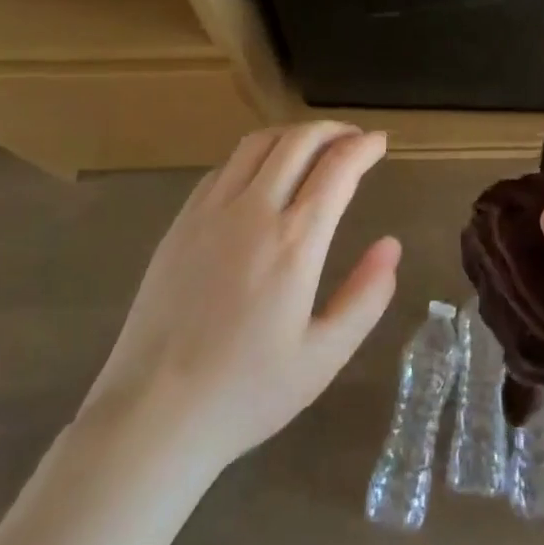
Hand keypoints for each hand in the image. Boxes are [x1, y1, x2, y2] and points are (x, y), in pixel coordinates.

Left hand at [81, 122, 401, 479]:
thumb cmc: (246, 393)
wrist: (152, 415)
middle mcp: (253, 211)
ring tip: (314, 146)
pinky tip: (263, 175)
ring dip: (294, 134)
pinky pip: (225, 166)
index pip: (337, 168)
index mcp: (294, 243)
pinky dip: (256, 155)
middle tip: (354, 138)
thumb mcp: (323, 357)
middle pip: (298, 141)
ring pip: (258, 143)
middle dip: (333, 130)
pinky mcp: (181, 221)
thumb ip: (365, 297)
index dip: (364, 147)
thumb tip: (391, 245)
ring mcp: (211, 211)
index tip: (381, 143)